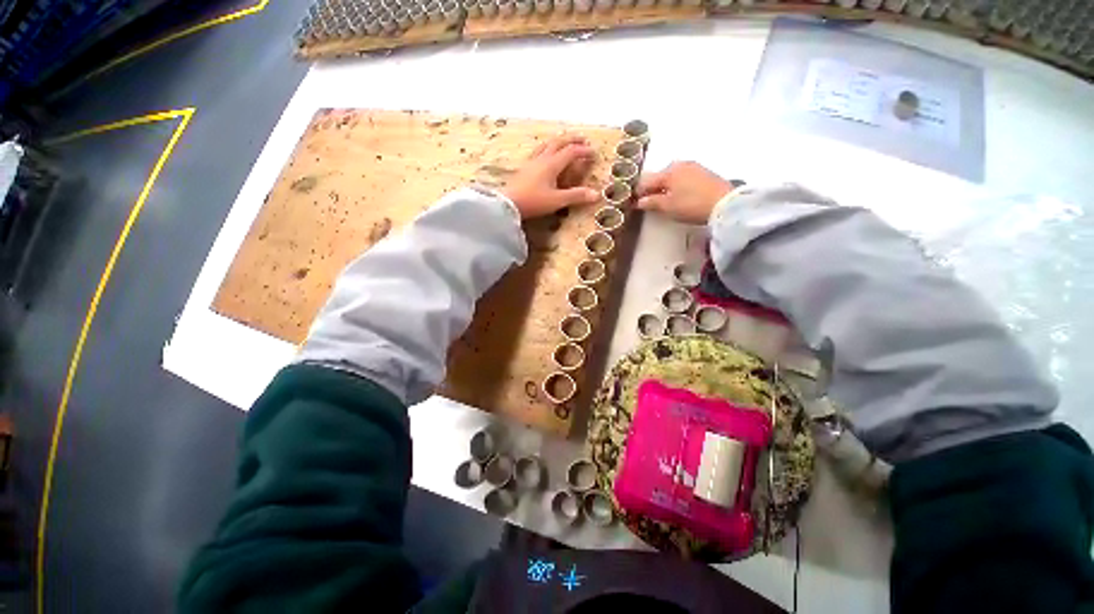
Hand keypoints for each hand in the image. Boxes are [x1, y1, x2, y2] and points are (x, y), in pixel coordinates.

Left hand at [503, 135, 599, 218]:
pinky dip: (547, 148)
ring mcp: (532, 162)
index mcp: (552, 164)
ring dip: (558, 141)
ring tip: (564, 142)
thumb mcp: (557, 200)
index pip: (571, 152)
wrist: (508, 204)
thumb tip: (597, 194)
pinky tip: (544, 154)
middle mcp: (542, 159)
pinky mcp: (525, 169)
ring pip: (547, 145)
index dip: (583, 150)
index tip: (594, 152)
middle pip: (558, 142)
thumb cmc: (534, 201)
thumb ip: (576, 196)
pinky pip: (538, 152)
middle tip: (582, 139)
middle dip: (572, 139)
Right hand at [635, 161, 733, 224]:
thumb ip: (651, 203)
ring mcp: (693, 166)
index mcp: (667, 171)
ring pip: (671, 177)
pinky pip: (683, 178)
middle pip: (659, 177)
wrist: (725, 203)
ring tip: (663, 201)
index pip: (646, 182)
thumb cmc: (691, 205)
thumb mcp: (668, 207)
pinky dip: (676, 186)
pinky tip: (678, 196)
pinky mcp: (703, 172)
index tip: (633, 203)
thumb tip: (639, 201)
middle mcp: (679, 164)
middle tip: (648, 203)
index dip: (638, 193)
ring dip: (664, 187)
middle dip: (652, 189)